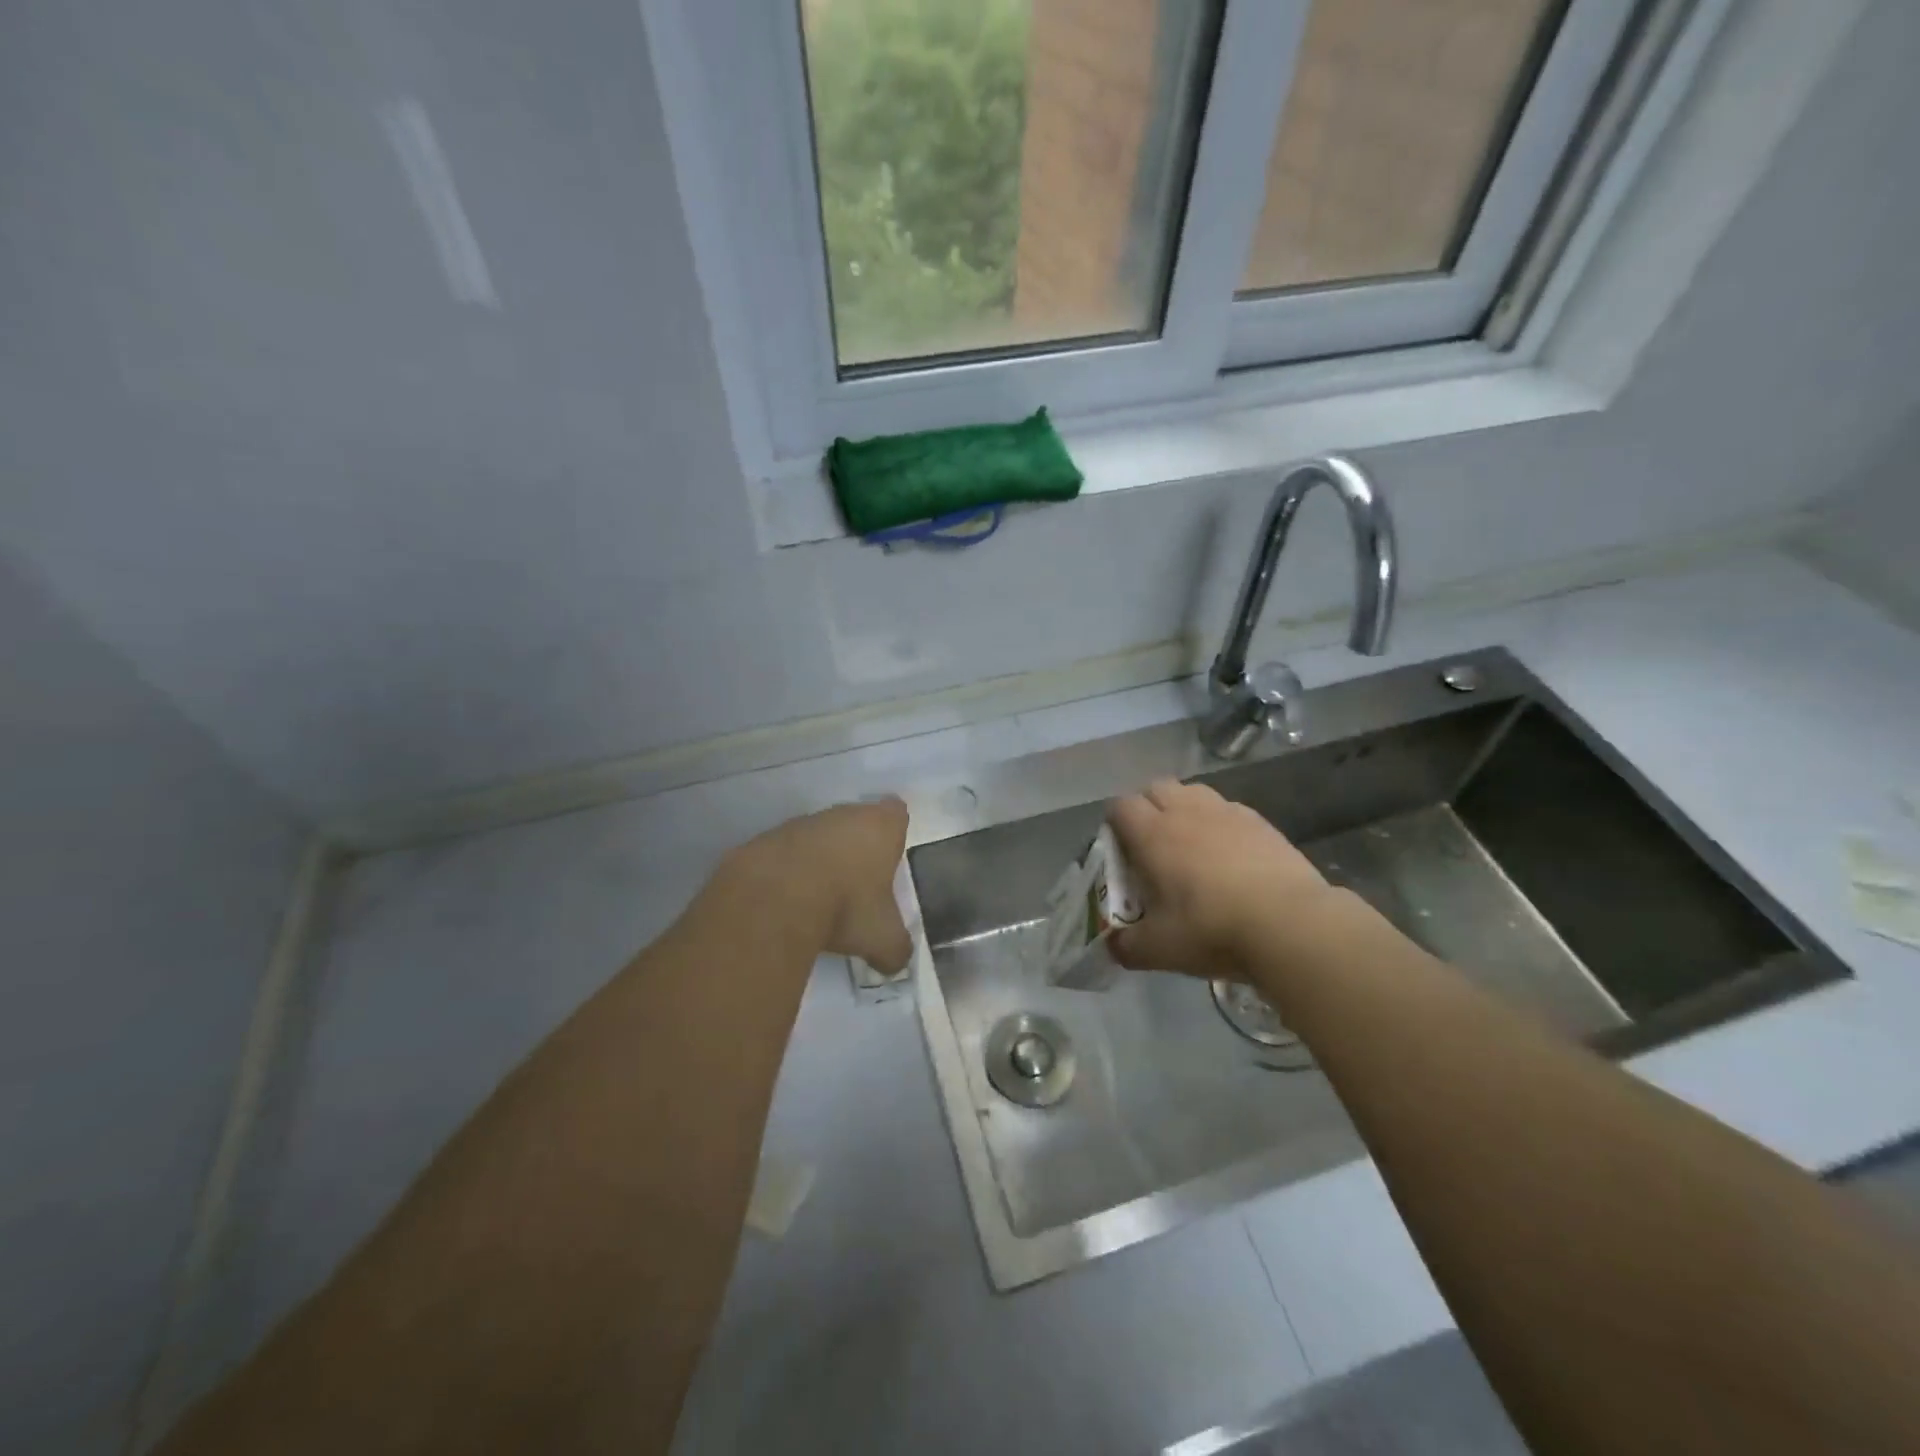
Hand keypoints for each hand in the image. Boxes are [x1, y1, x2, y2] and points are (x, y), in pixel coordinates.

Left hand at [732, 798, 912, 973]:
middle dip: (858, 847)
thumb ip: (897, 948)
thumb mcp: (883, 938)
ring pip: (821, 835)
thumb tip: (897, 961)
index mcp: (881, 826)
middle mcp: (844, 814)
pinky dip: (790, 870)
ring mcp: (803, 823)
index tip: (890, 856)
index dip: (894, 832)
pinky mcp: (768, 838)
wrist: (774, 898)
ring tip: (821, 896)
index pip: (896, 813)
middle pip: (857, 821)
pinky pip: (788, 852)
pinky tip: (788, 900)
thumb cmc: (846, 905)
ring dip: (822, 858)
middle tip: (860, 883)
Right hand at [1107, 779, 1335, 980]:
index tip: (1120, 852)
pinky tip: (1231, 857)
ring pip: (1194, 793)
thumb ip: (1127, 947)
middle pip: (1156, 788)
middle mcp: (1186, 812)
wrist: (1292, 925)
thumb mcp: (1159, 949)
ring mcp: (1227, 813)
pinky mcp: (1261, 823)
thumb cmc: (1213, 930)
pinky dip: (1220, 824)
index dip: (1114, 824)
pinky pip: (1229, 810)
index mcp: (1153, 834)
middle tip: (1152, 847)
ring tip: (1192, 847)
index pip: (1120, 806)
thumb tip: (1113, 947)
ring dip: (1185, 810)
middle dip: (1148, 808)